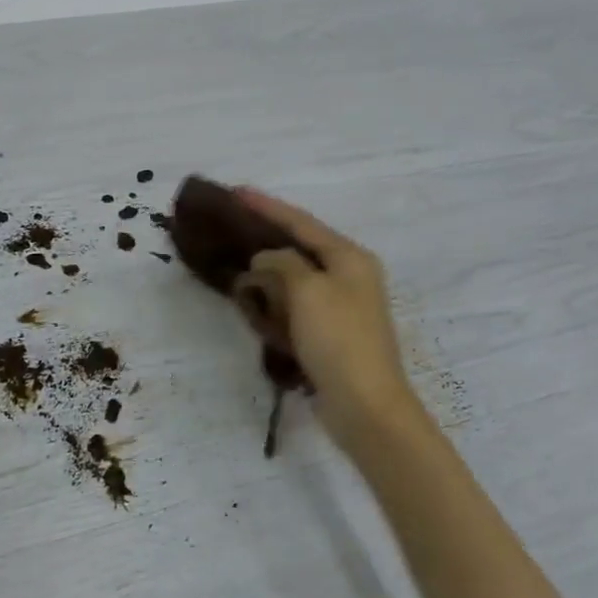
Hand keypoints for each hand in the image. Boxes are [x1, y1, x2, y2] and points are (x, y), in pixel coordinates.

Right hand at [231, 187, 417, 440]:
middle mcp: (349, 276)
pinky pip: (296, 307)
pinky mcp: (331, 334)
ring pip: (296, 279)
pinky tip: (254, 303)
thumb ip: (282, 264)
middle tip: (232, 228)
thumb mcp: (307, 290)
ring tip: (237, 265)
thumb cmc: (338, 339)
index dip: (268, 206)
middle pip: (301, 248)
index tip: (237, 192)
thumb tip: (265, 261)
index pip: (302, 222)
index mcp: (349, 257)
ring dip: (268, 274)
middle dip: (267, 239)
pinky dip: (275, 302)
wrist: (365, 404)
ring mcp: (342, 306)